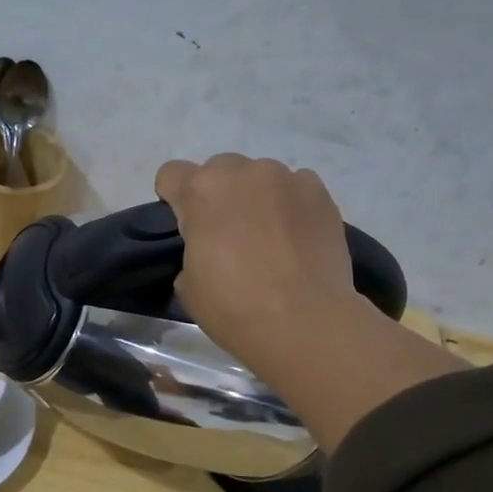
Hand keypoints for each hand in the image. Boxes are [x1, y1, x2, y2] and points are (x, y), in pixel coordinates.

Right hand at [154, 153, 465, 450]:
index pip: (171, 174)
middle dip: (218, 196)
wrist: (303, 321)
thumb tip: (210, 249)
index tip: (185, 226)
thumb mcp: (188, 283)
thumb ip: (192, 250)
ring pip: (260, 178)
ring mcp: (286, 178)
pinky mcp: (321, 193)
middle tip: (228, 235)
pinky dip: (291, 206)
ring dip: (257, 198)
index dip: (173, 199)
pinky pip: (296, 189)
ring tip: (269, 238)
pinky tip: (296, 239)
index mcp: (200, 191)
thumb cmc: (233, 306)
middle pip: (219, 170)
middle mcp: (242, 172)